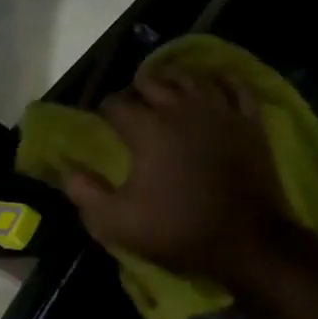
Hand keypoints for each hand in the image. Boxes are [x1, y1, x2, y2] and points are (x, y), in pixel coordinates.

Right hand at [64, 66, 295, 280]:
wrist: (246, 241)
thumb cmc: (177, 230)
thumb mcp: (116, 222)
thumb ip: (86, 193)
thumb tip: (68, 170)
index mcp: (147, 129)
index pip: (116, 103)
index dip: (105, 111)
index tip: (102, 124)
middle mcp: (182, 109)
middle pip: (152, 81)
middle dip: (137, 90)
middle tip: (132, 107)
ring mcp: (220, 111)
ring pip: (192, 78)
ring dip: (173, 80)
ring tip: (166, 91)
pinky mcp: (249, 122)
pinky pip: (235, 86)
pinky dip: (220, 81)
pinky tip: (212, 85)